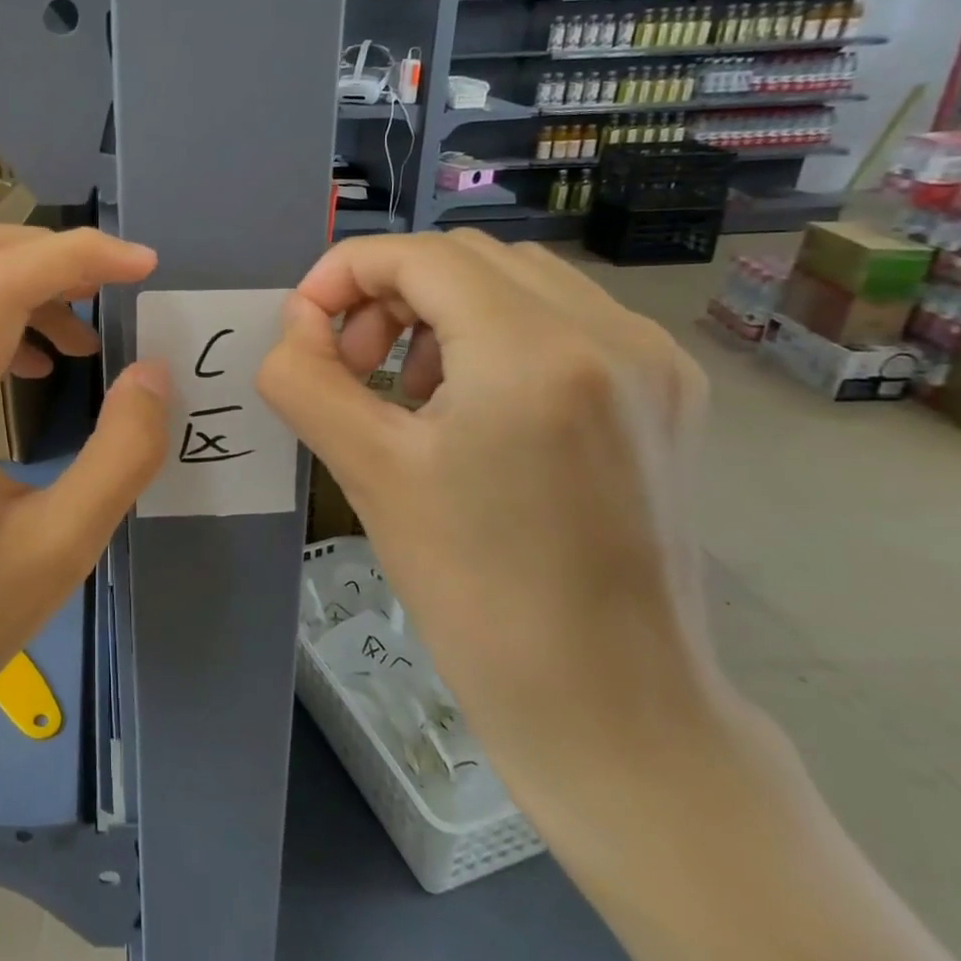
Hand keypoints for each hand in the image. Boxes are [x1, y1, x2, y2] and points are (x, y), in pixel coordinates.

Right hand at [256, 230, 718, 803]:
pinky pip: (561, 319)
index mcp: (536, 352)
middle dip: (388, 292)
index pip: (419, 255)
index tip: (303, 323)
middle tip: (350, 361)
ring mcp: (651, 361)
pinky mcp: (666, 393)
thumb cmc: (476, 592)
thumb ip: (304, 379)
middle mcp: (610, 333)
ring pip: (516, 282)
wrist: (612, 705)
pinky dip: (493, 334)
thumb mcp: (367, 472)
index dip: (343, 272)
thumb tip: (294, 326)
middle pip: (466, 258)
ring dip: (440, 310)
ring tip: (405, 386)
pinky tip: (470, 405)